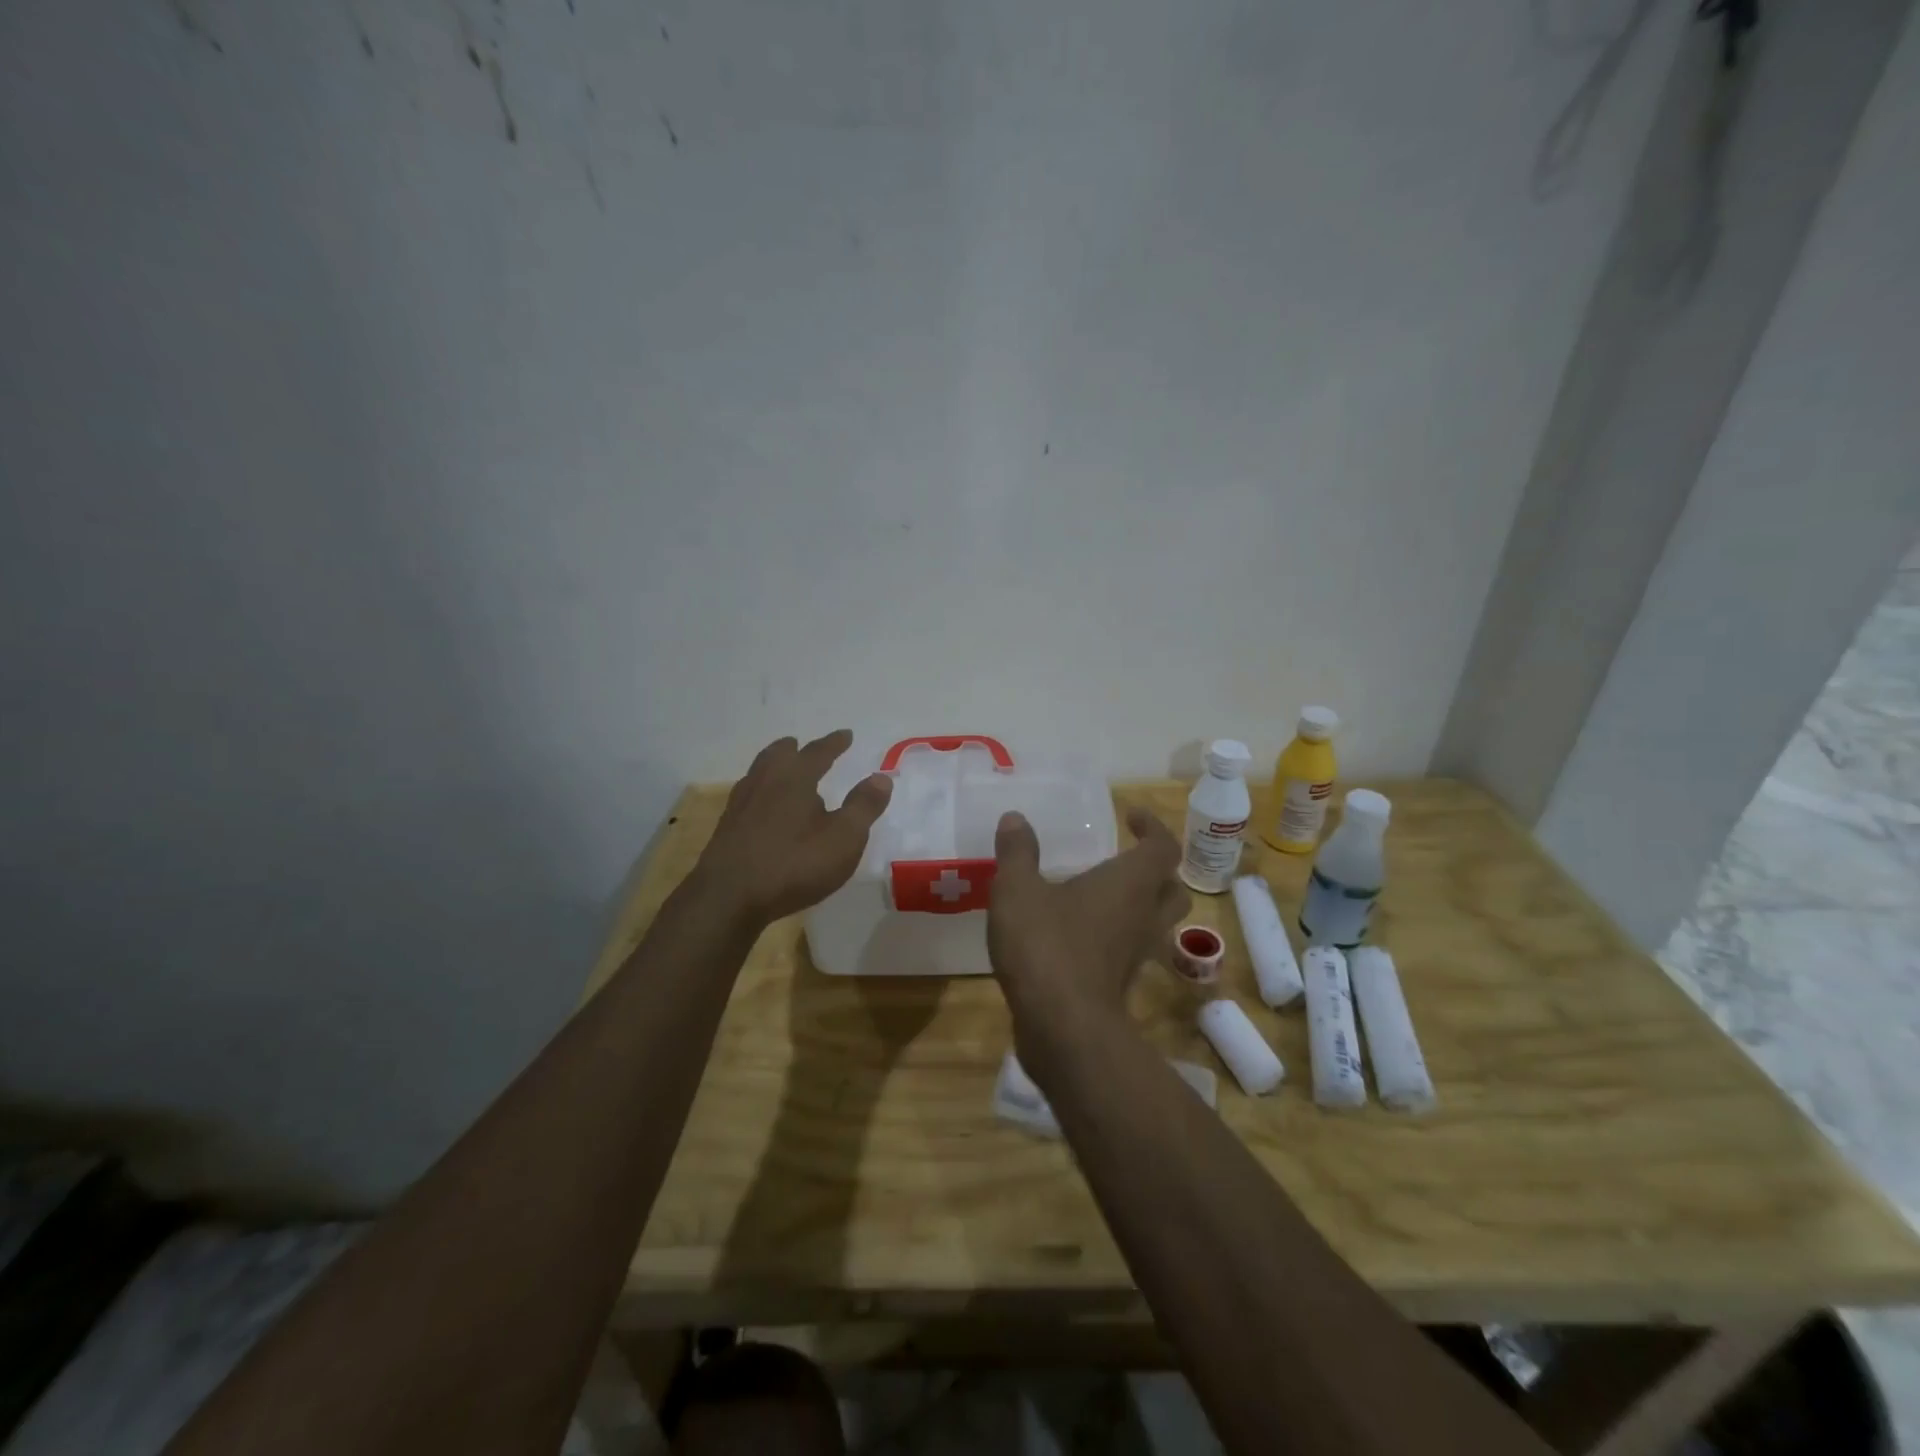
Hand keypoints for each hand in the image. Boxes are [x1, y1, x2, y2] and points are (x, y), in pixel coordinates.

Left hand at [694, 731, 892, 925]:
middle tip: (802, 746)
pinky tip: (763, 809)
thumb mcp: (844, 838)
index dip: (834, 743)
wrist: (728, 897)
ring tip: (782, 772)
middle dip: (794, 749)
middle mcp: (765, 782)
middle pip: (778, 755)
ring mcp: (741, 805)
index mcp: (795, 778)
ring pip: (758, 773)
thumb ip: (864, 806)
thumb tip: (882, 776)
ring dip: (773, 767)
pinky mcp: (726, 829)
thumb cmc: (794, 864)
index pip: (818, 752)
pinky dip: (760, 792)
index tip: (846, 734)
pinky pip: (747, 797)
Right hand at [987, 806, 1188, 1033]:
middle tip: (1126, 859)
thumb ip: (1018, 852)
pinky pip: (1130, 951)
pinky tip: (1081, 935)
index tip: (1131, 816)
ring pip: (1157, 924)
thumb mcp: (1018, 890)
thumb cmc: (1046, 945)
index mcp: (1130, 883)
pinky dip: (1116, 938)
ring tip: (1104, 896)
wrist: (1062, 1027)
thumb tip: (1015, 819)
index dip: (1153, 827)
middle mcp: (1144, 916)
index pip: (1163, 847)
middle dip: (1156, 871)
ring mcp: (1136, 955)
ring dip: (1141, 906)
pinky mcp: (1121, 985)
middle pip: (1172, 888)